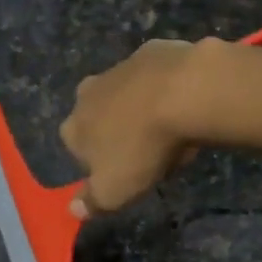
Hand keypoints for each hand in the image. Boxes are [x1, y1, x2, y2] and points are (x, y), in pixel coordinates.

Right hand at [60, 38, 214, 216]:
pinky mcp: (151, 51)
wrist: (184, 91)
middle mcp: (87, 93)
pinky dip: (166, 87)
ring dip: (142, 110)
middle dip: (120, 133)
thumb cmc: (143, 147)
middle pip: (100, 118)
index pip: (77, 150)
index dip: (102, 164)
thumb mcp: (115, 191)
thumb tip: (73, 210)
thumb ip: (92, 202)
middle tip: (152, 152)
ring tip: (175, 129)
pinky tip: (187, 102)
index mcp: (74, 127)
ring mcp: (119, 67)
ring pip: (127, 96)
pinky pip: (155, 75)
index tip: (128, 174)